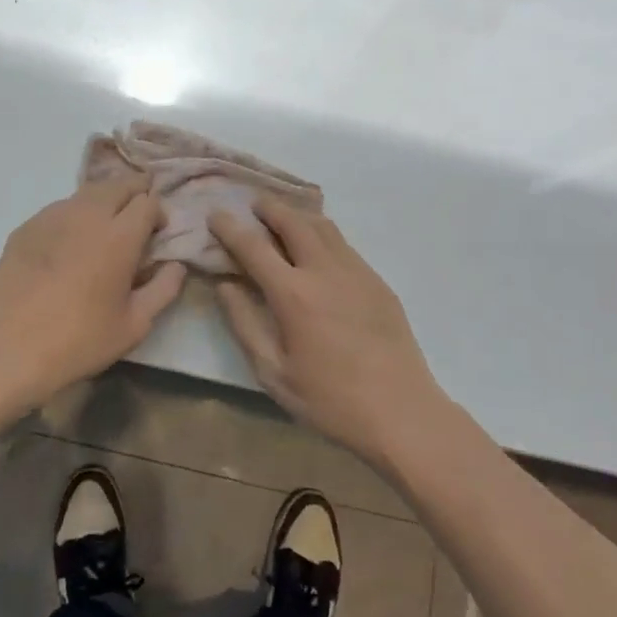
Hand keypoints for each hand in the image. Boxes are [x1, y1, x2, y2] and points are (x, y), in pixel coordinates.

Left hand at [0, 173, 185, 410]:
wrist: (7, 350)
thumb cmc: (78, 341)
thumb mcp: (134, 325)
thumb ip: (164, 289)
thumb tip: (176, 265)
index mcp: (119, 236)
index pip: (148, 201)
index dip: (158, 213)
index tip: (157, 234)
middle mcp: (87, 215)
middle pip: (119, 184)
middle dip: (135, 193)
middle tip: (137, 219)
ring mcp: (52, 216)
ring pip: (87, 192)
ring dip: (105, 201)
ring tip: (104, 229)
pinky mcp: (26, 227)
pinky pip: (60, 209)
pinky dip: (74, 216)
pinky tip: (69, 245)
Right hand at [210, 201, 444, 460]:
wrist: (401, 412)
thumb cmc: (330, 400)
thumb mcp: (273, 373)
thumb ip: (244, 324)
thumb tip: (225, 285)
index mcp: (294, 294)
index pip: (254, 247)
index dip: (230, 228)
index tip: (215, 214)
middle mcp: (324, 271)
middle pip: (292, 222)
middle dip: (269, 208)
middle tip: (253, 204)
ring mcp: (356, 271)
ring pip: (322, 226)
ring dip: (298, 214)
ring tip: (283, 216)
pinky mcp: (377, 281)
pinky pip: (343, 244)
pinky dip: (322, 233)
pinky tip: (317, 246)